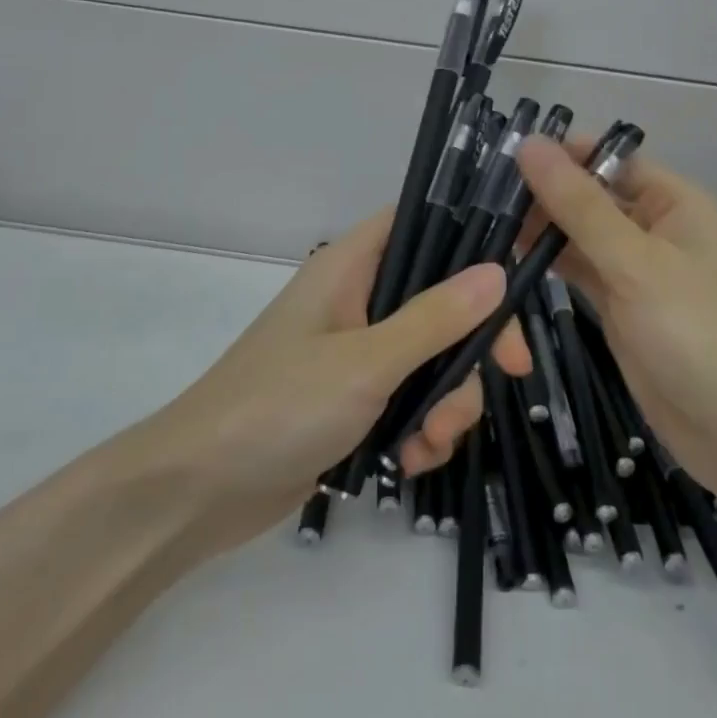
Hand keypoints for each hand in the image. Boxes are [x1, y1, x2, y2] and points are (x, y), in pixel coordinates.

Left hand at [146, 208, 529, 554]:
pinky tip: (408, 463)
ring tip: (429, 444)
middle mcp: (357, 301)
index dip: (472, 238)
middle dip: (473, 346)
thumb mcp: (365, 362)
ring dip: (448, 402)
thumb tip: (497, 272)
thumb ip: (433, 319)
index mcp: (350, 267)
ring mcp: (357, 353)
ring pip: (434, 358)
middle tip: (511, 374)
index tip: (517, 277)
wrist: (199, 494)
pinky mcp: (356, 401)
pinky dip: (421, 429)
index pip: (422, 223)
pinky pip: (412, 401)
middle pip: (442, 299)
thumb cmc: (278, 407)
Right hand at [516, 135, 716, 502]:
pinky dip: (548, 263)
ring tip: (483, 222)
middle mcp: (655, 228)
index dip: (561, 154)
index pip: (609, 159)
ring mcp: (636, 270)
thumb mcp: (635, 262)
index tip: (503, 156)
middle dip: (543, 192)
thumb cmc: (695, 332)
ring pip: (579, 234)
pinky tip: (508, 258)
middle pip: (590, 195)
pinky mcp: (619, 306)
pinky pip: (579, 270)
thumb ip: (579, 205)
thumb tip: (530, 145)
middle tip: (480, 196)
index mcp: (674, 202)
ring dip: (540, 228)